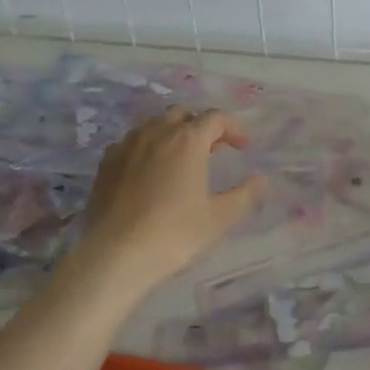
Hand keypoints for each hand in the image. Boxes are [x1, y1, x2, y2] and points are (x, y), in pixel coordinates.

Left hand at [72, 107, 266, 296]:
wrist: (115, 254)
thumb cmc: (174, 234)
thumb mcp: (219, 218)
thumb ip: (245, 195)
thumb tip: (262, 180)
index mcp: (188, 140)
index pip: (216, 118)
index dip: (233, 128)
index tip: (242, 147)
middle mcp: (157, 132)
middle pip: (183, 114)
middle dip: (201, 126)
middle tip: (212, 150)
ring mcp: (127, 144)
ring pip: (154, 125)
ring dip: (172, 134)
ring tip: (181, 159)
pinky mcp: (107, 162)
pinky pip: (131, 142)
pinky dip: (146, 148)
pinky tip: (148, 171)